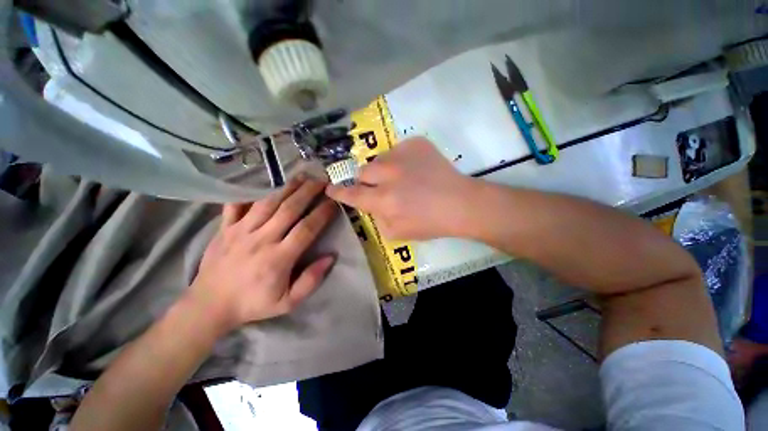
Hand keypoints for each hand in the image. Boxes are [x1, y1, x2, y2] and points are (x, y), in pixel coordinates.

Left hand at [189, 177, 337, 333]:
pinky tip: (262, 183)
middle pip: (289, 209)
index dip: (322, 213)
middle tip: (322, 181)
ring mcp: (240, 231)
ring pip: (267, 203)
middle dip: (308, 192)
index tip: (334, 202)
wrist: (209, 306)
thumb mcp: (287, 302)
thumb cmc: (253, 304)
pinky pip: (236, 205)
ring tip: (302, 177)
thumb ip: (311, 281)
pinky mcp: (225, 228)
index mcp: (278, 258)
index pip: (306, 229)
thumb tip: (331, 257)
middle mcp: (261, 239)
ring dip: (287, 188)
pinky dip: (248, 192)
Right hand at [326, 137, 476, 239]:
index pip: (352, 193)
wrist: (460, 203)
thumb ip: (377, 218)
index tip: (330, 187)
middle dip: (367, 180)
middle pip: (363, 171)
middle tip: (381, 187)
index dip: (339, 191)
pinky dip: (402, 161)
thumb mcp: (397, 233)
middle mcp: (388, 174)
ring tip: (404, 179)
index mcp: (383, 200)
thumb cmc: (430, 223)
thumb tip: (370, 204)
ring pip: (380, 159)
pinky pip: (398, 150)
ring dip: (385, 170)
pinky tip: (416, 170)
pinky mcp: (416, 143)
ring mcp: (402, 155)